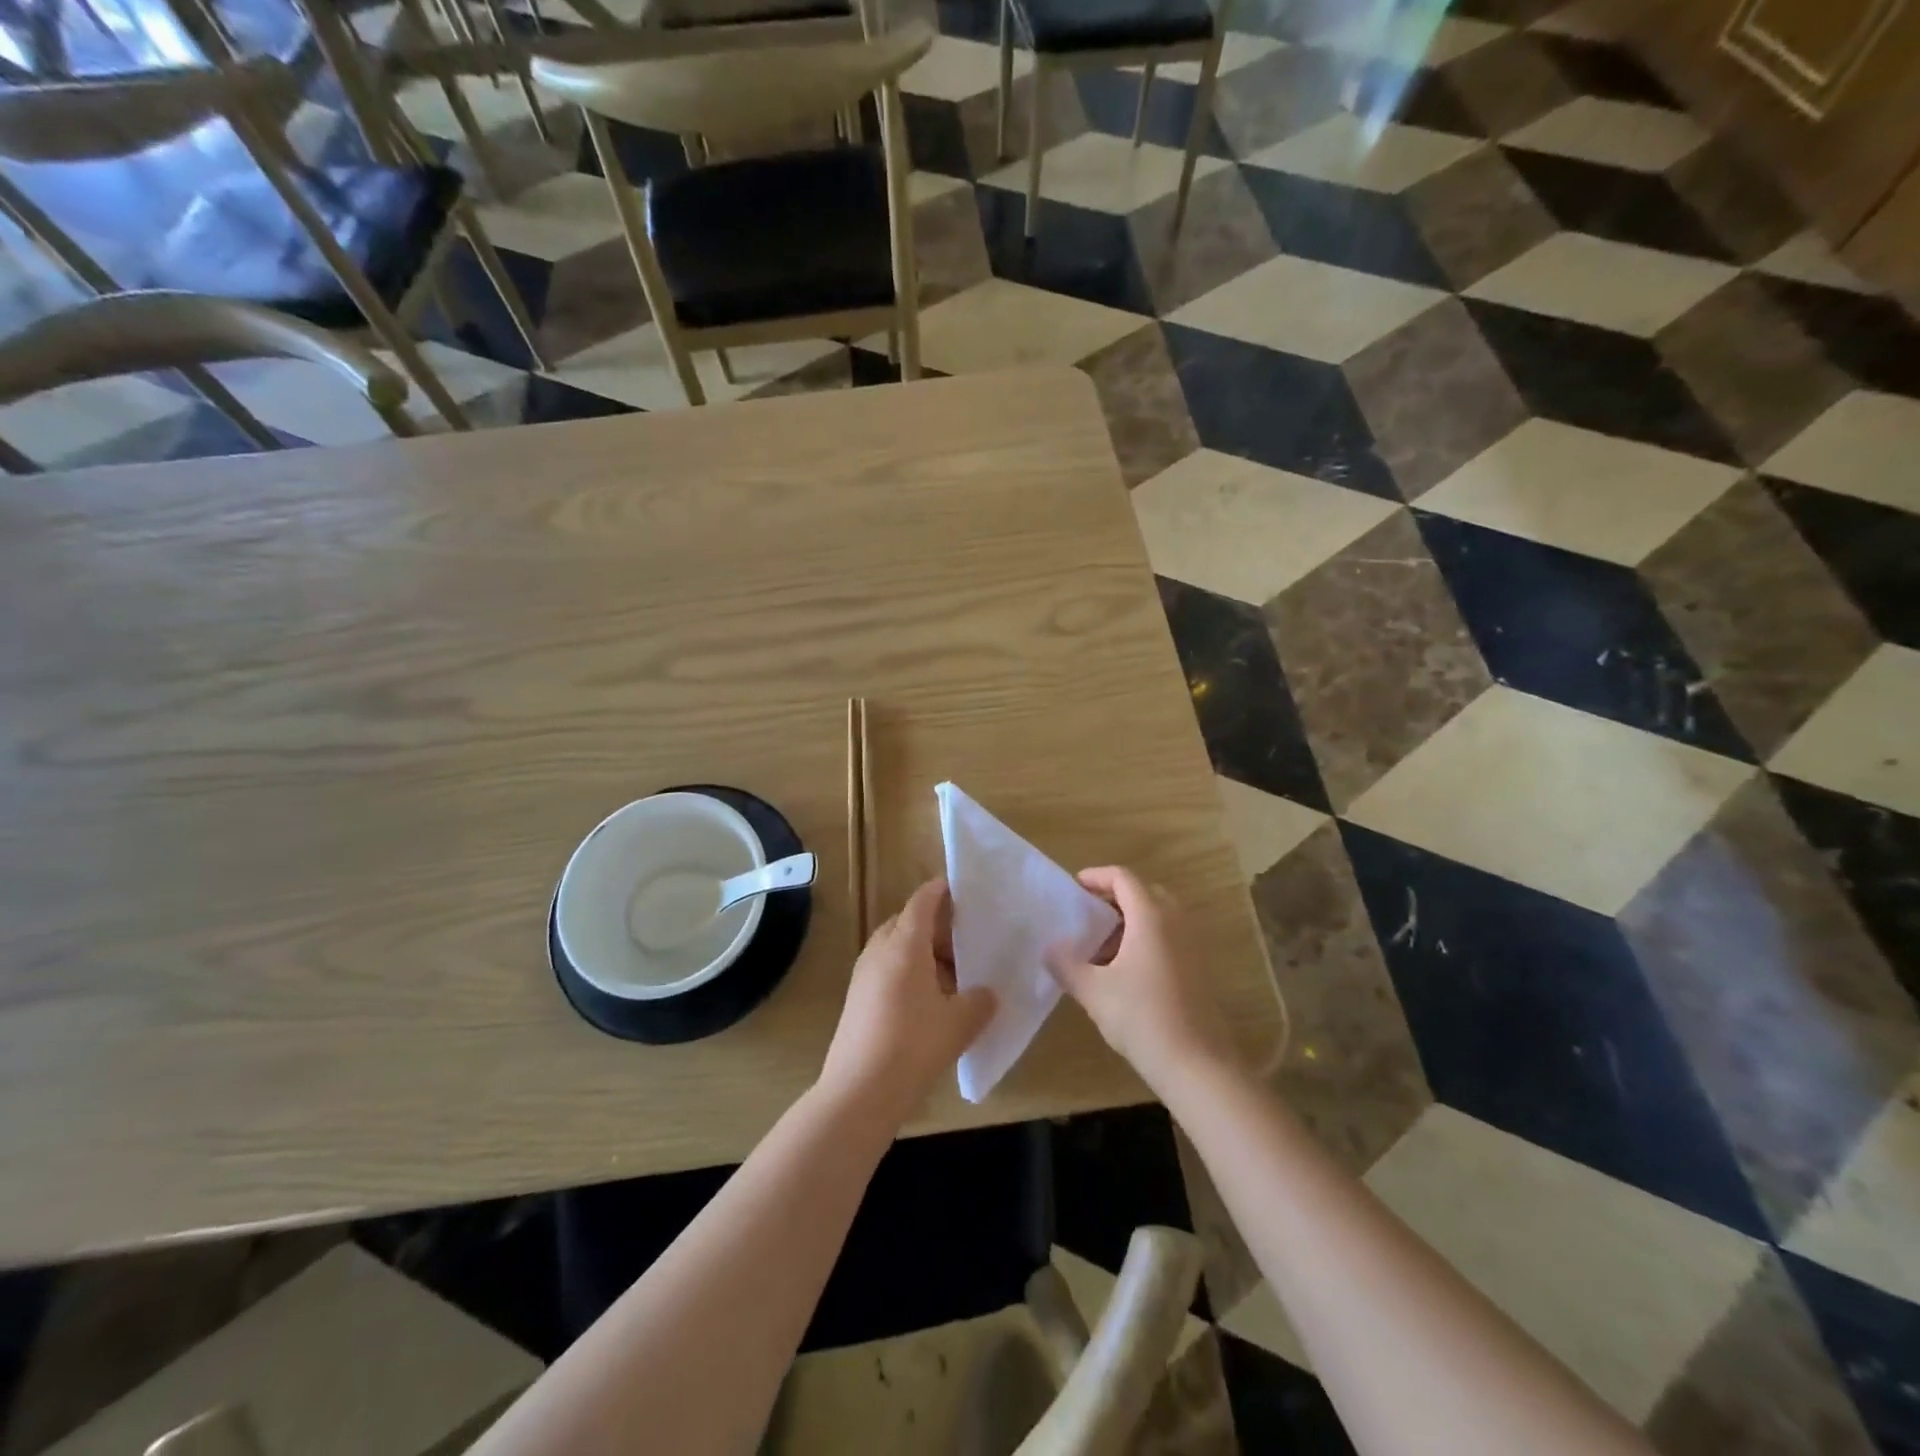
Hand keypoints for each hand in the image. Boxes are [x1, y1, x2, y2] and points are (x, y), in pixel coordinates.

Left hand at [818, 878, 995, 1126]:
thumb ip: (980, 1001)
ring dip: (922, 952)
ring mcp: (863, 975)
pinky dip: (909, 972)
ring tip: (953, 975)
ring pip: (896, 948)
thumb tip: (987, 993)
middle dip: (935, 926)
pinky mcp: (857, 999)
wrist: (858, 1092)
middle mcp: (880, 951)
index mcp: (904, 945)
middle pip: (907, 922)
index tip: (961, 888)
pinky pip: (886, 969)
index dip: (941, 891)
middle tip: (965, 941)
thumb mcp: (960, 1023)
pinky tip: (930, 1001)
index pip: (922, 902)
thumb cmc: (913, 1046)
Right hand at [1048, 866, 1232, 1093]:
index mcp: (1151, 917)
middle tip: (1087, 918)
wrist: (1197, 1065)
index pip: (1123, 878)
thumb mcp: (1093, 991)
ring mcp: (1192, 946)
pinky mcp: (1198, 970)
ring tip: (1100, 950)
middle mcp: (1176, 923)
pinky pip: (1168, 939)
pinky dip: (1144, 941)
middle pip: (1143, 894)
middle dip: (1114, 900)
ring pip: (1157, 918)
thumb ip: (1066, 964)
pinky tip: (1123, 974)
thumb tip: (1050, 948)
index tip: (1075, 887)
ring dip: (1129, 924)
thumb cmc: (1141, 1018)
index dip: (1096, 877)